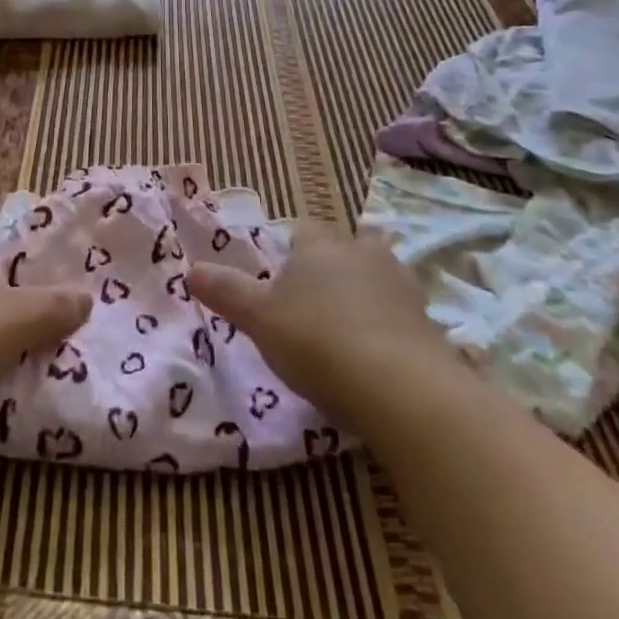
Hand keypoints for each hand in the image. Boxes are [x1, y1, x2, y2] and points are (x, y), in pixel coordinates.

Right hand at [186, 220, 450, 425]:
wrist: (400, 388)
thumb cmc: (316, 341)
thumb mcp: (259, 319)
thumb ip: (226, 291)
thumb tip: (191, 269)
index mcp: (319, 244)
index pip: (301, 230)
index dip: (288, 250)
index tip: (278, 280)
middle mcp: (361, 251)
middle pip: (343, 248)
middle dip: (330, 267)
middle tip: (311, 303)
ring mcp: (400, 283)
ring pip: (376, 274)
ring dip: (363, 292)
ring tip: (345, 328)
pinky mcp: (427, 319)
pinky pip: (400, 311)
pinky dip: (388, 323)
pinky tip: (376, 352)